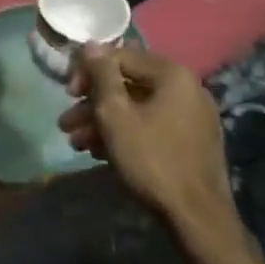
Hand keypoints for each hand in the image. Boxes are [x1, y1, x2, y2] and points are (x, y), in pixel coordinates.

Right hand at [61, 45, 246, 259]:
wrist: (197, 218)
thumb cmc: (151, 159)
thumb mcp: (116, 114)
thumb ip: (101, 75)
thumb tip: (91, 44)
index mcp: (172, 74)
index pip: (120, 56)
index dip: (88, 71)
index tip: (67, 94)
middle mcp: (187, 88)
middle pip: (128, 84)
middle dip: (93, 103)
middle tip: (67, 122)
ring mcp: (192, 117)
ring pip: (138, 108)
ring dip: (104, 122)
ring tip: (77, 143)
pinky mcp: (192, 142)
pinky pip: (152, 126)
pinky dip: (126, 134)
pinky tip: (100, 153)